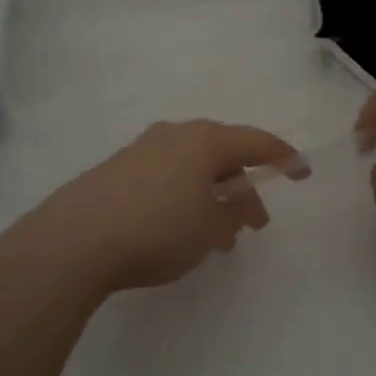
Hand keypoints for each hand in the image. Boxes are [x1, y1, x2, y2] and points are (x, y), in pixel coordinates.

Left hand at [0, 120, 305, 301]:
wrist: (73, 240)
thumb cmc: (156, 230)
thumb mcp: (210, 229)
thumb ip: (234, 213)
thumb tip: (238, 203)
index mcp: (205, 140)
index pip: (256, 142)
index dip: (284, 158)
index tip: (303, 172)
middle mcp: (175, 135)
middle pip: (223, 154)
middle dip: (243, 188)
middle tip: (255, 224)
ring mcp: (142, 149)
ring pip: (193, 168)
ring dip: (212, 197)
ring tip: (217, 238)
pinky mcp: (117, 169)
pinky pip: (167, 176)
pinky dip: (185, 197)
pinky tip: (179, 229)